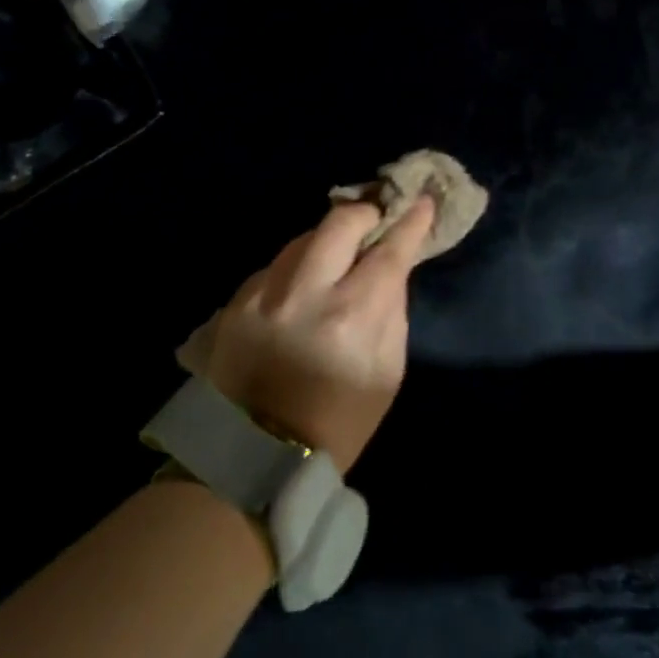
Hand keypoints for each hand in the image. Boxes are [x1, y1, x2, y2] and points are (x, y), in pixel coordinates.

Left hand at [202, 196, 436, 471]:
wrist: (256, 456)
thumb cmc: (339, 421)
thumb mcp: (387, 372)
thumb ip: (392, 309)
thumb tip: (393, 266)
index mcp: (352, 317)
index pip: (389, 251)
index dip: (410, 222)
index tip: (422, 201)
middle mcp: (306, 293)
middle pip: (340, 222)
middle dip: (365, 213)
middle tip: (376, 220)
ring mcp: (265, 293)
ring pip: (304, 236)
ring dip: (328, 238)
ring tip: (339, 253)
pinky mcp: (236, 301)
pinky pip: (276, 264)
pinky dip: (297, 266)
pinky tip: (302, 285)